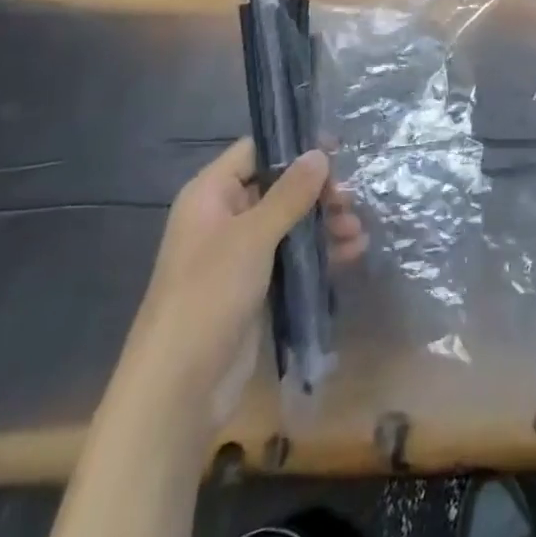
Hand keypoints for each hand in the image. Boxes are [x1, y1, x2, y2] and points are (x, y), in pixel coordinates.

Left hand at [118, 139, 366, 425]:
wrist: (177, 390)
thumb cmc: (208, 296)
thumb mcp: (253, 237)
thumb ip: (290, 193)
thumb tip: (320, 153)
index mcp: (211, 195)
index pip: (256, 151)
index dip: (295, 146)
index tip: (337, 150)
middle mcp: (224, 218)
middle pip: (279, 186)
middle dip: (318, 191)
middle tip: (349, 200)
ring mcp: (240, 255)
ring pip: (291, 223)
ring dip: (325, 223)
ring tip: (357, 231)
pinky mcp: (255, 287)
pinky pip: (293, 256)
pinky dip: (320, 252)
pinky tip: (352, 253)